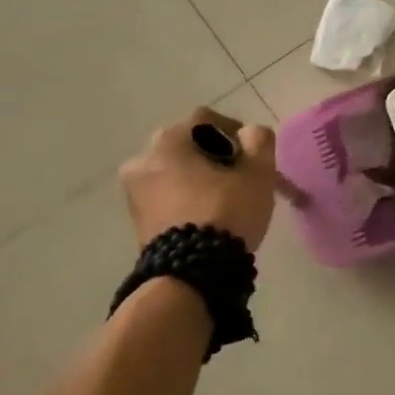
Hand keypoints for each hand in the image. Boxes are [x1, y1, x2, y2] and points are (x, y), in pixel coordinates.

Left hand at [119, 109, 278, 250]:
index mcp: (167, 141)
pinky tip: (209, 216)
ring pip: (177, 172)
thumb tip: (250, 133)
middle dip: (218, 157)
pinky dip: (188, 198)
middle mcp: (142, 159)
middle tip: (242, 177)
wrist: (191, 274)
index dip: (235, 131)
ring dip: (202, 178)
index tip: (253, 155)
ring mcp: (134, 192)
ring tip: (228, 199)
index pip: (206, 120)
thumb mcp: (257, 174)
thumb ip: (259, 141)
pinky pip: (168, 195)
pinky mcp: (137, 219)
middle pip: (189, 146)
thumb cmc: (225, 213)